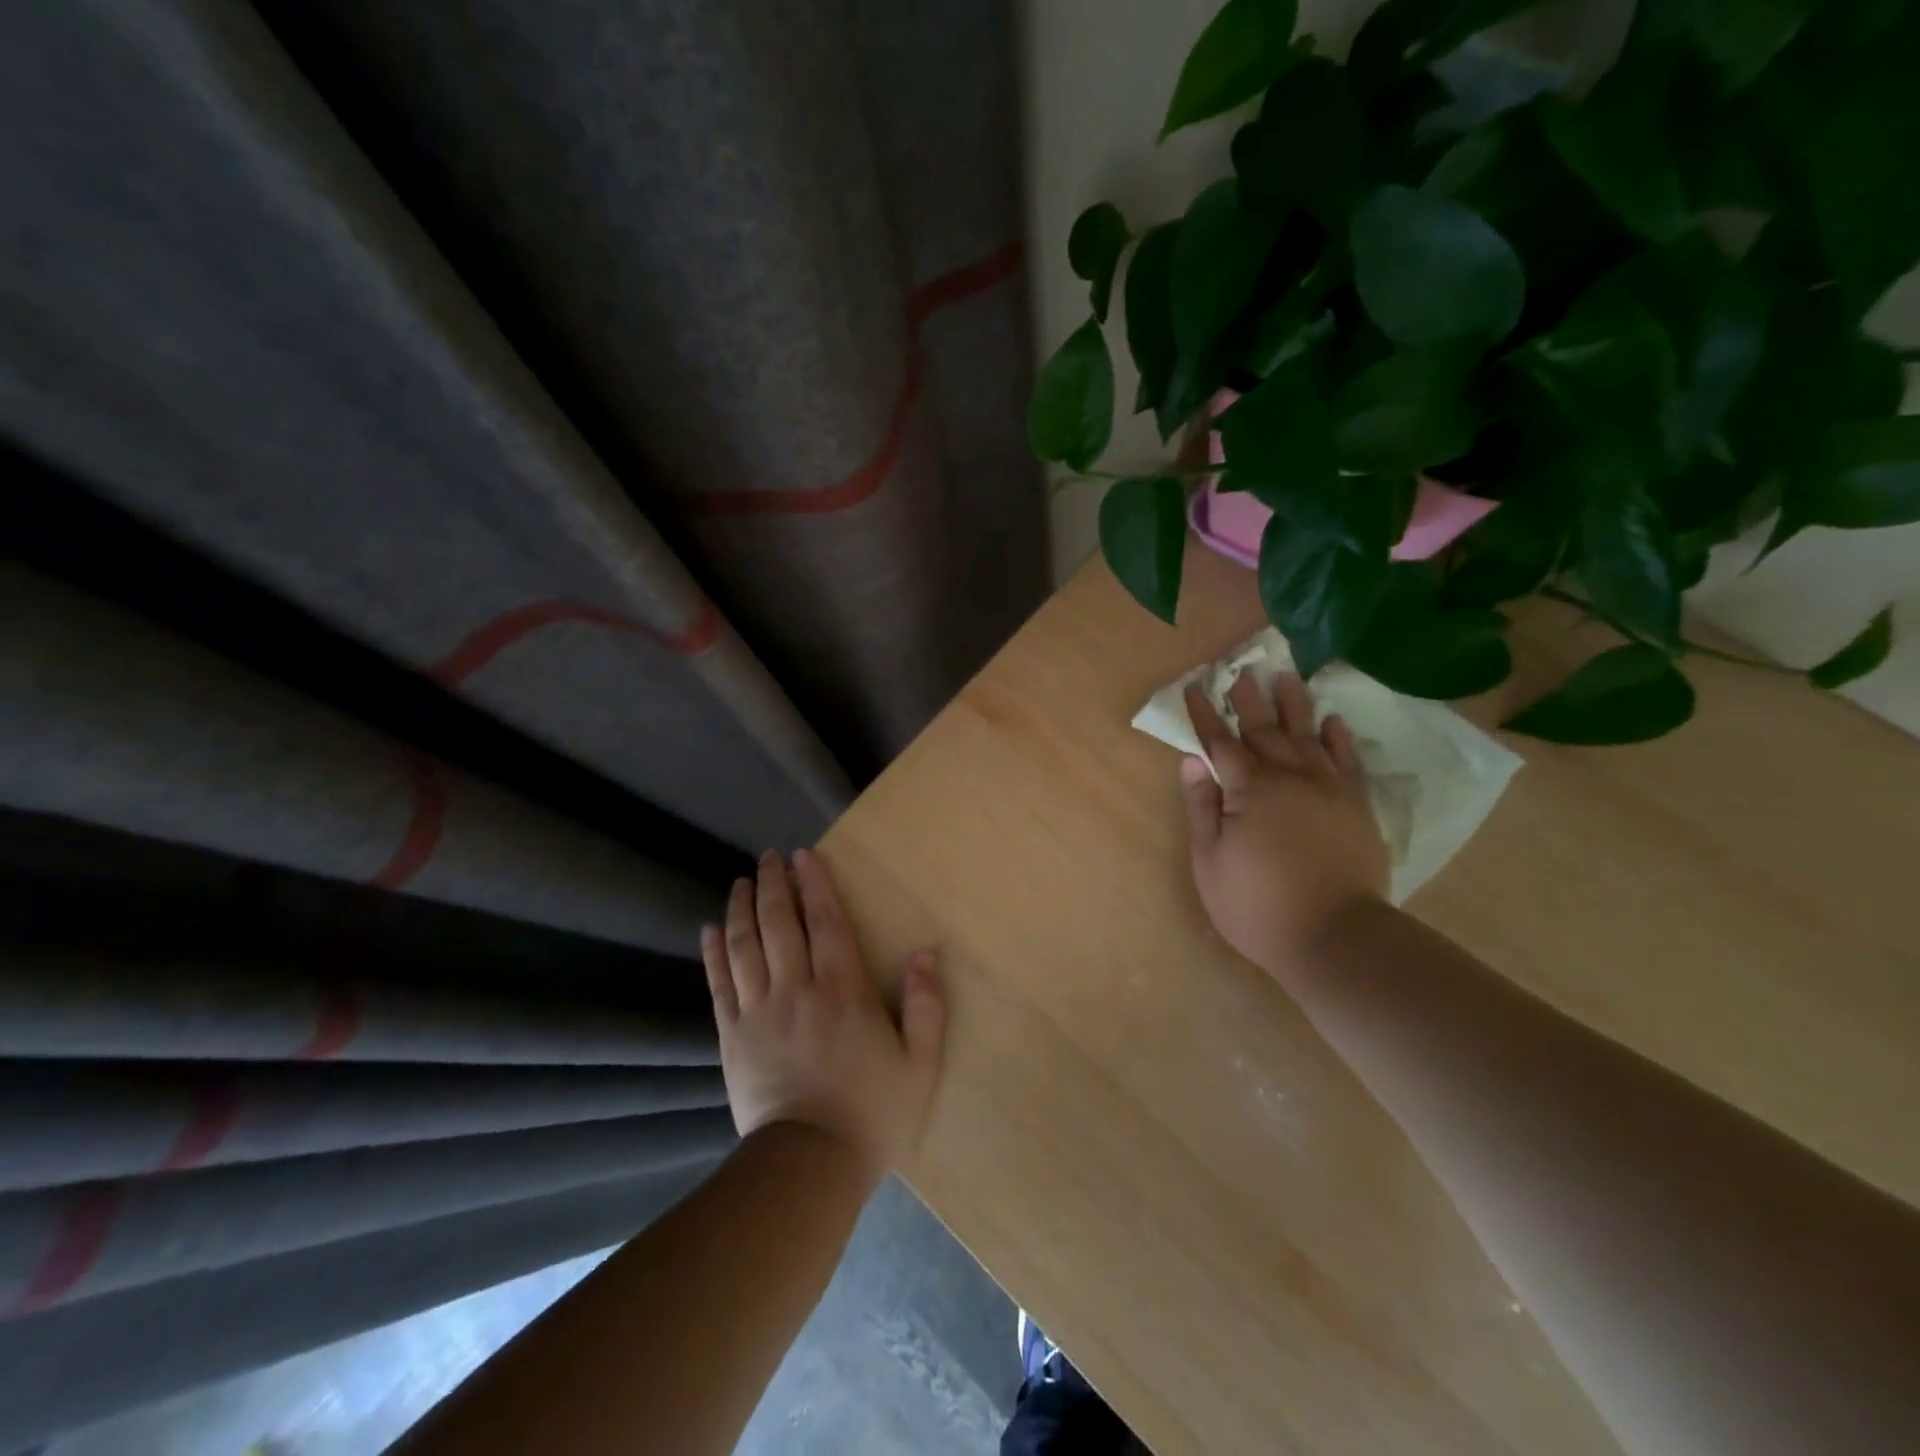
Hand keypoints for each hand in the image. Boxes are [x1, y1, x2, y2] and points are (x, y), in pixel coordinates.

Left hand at [701, 848, 946, 1181]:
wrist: (810, 1166)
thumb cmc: (872, 1112)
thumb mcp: (920, 1063)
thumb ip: (925, 1005)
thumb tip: (924, 952)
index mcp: (844, 990)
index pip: (826, 922)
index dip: (815, 884)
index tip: (803, 854)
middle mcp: (798, 989)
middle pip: (780, 923)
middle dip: (774, 884)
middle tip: (769, 857)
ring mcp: (759, 1012)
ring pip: (745, 946)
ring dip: (742, 908)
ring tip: (742, 881)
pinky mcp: (732, 1037)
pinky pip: (719, 985)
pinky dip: (713, 953)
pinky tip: (709, 929)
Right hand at [1180, 672, 1389, 983]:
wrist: (1336, 937)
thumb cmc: (1258, 905)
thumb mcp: (1210, 862)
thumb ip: (1202, 807)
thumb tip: (1193, 762)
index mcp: (1250, 789)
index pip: (1221, 742)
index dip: (1206, 715)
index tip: (1194, 688)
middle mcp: (1290, 778)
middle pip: (1266, 730)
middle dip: (1249, 700)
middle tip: (1242, 671)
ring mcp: (1329, 790)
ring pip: (1309, 736)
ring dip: (1295, 706)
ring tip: (1287, 678)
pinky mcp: (1357, 807)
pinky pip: (1349, 761)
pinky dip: (1339, 739)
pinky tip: (1333, 721)